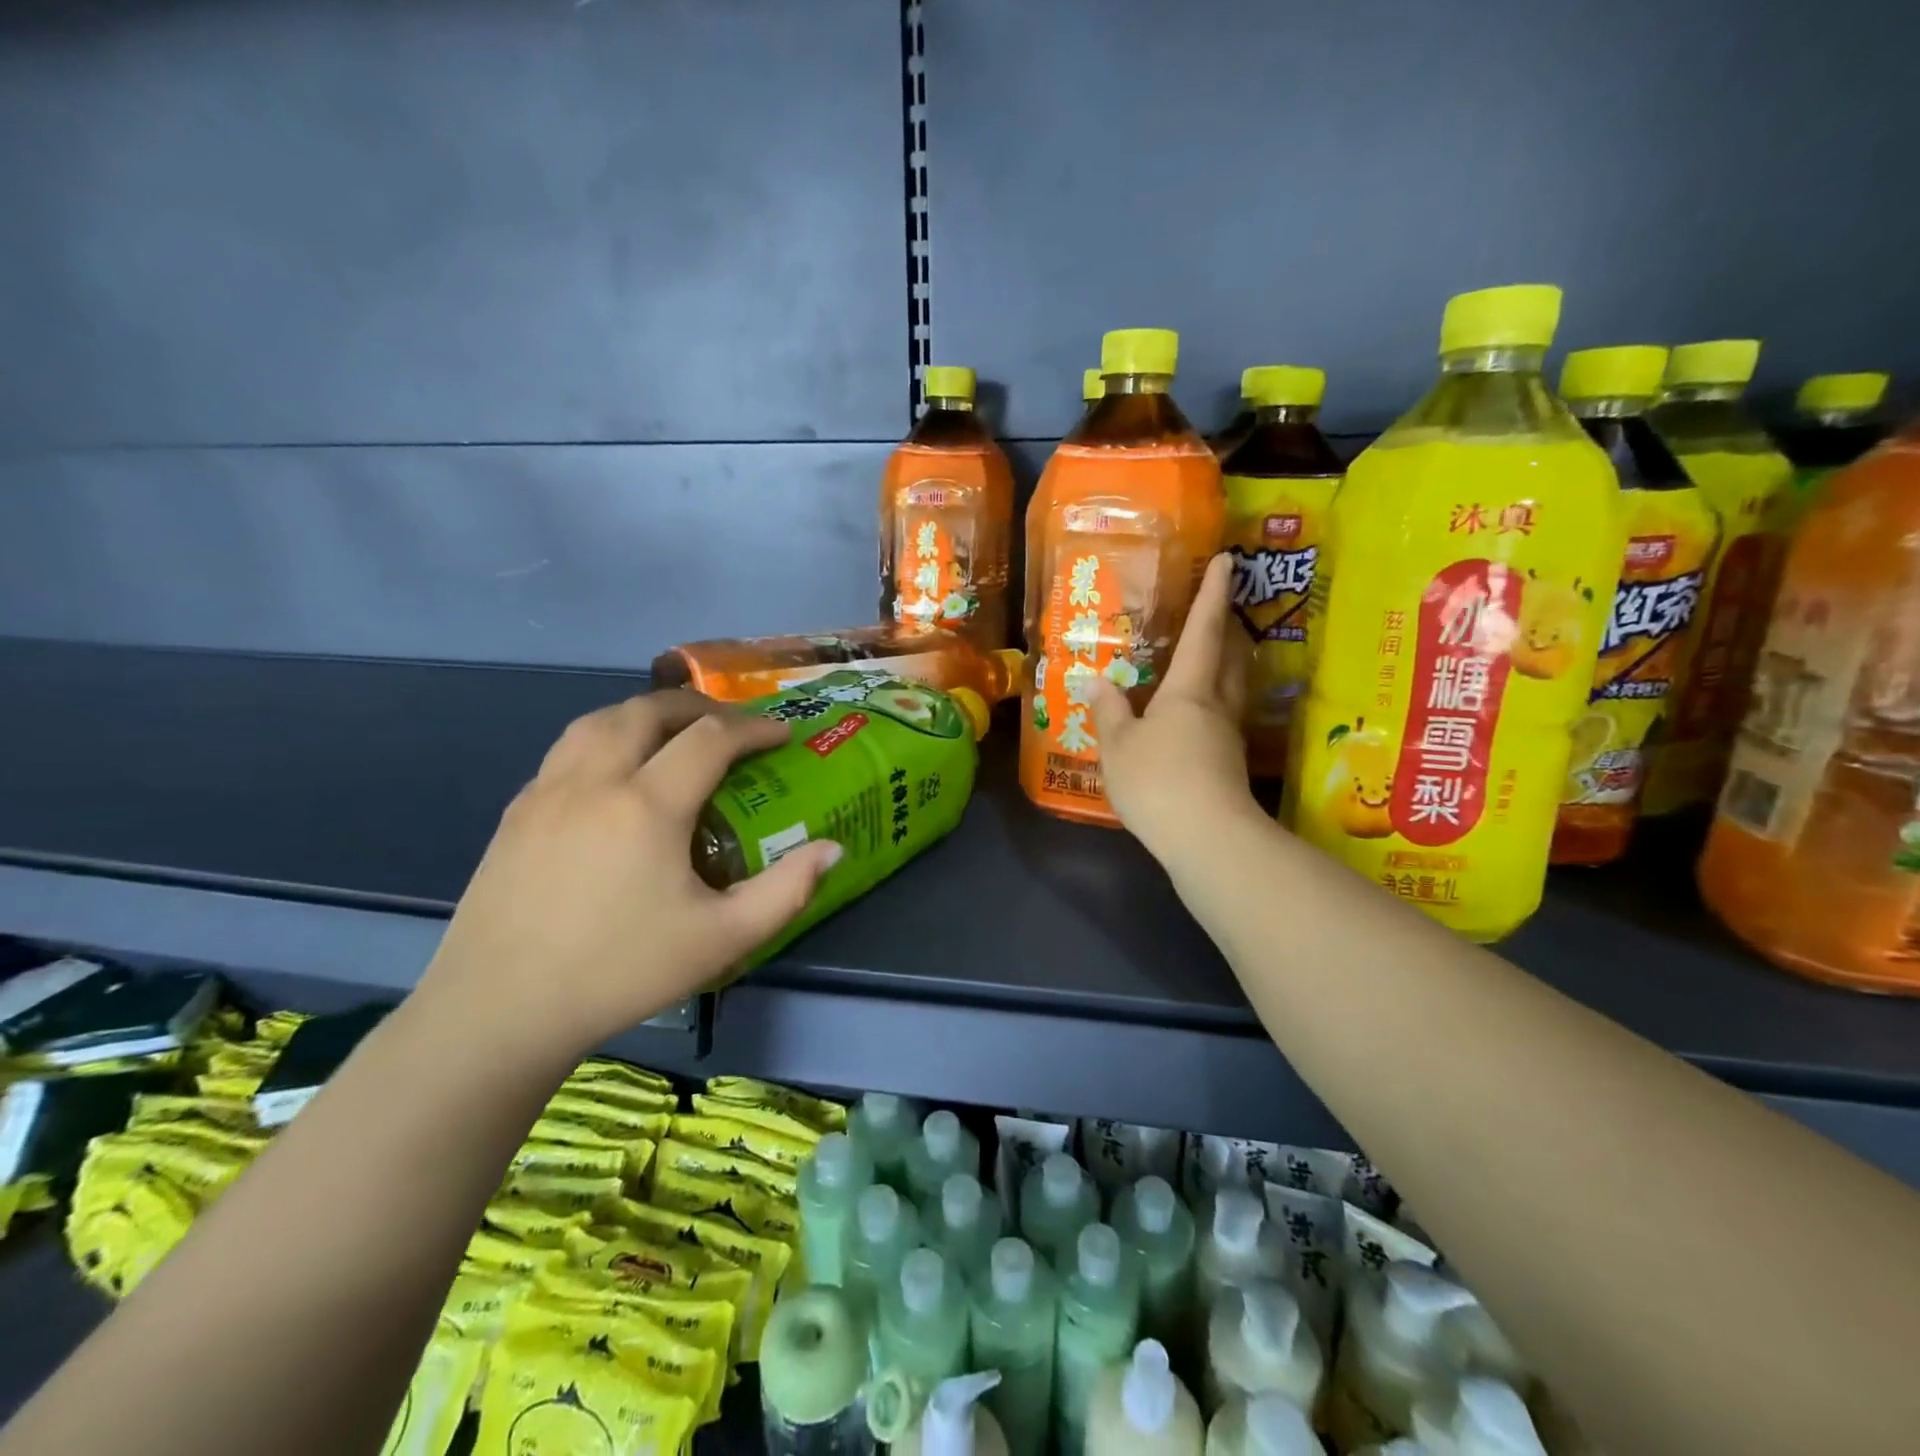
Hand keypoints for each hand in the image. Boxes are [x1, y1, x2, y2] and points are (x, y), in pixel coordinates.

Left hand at [414, 691, 840, 1064]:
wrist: (499, 1011)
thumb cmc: (620, 972)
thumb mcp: (722, 939)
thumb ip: (786, 891)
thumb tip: (832, 848)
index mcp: (647, 805)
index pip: (711, 737)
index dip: (754, 728)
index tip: (782, 735)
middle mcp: (595, 780)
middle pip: (650, 710)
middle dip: (700, 707)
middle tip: (732, 726)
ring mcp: (547, 791)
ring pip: (600, 719)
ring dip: (647, 713)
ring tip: (675, 733)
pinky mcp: (516, 811)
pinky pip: (569, 748)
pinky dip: (607, 738)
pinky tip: (617, 773)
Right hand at [1087, 553, 1263, 861]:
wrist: (1206, 839)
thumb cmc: (1157, 780)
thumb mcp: (1118, 745)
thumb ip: (1109, 711)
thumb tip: (1096, 681)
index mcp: (1189, 690)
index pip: (1205, 630)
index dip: (1214, 593)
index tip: (1229, 560)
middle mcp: (1216, 706)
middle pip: (1232, 656)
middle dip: (1228, 627)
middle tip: (1219, 608)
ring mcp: (1228, 737)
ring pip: (1233, 687)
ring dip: (1227, 664)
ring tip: (1207, 655)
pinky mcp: (1229, 765)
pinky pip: (1222, 717)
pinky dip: (1212, 702)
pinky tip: (1193, 716)